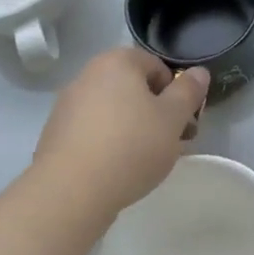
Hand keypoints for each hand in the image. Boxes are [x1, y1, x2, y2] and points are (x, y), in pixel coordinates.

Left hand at [31, 48, 208, 215]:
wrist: (71, 192)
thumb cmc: (131, 147)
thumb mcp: (173, 118)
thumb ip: (189, 91)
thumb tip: (198, 72)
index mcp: (117, 62)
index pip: (157, 66)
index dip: (176, 94)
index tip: (183, 124)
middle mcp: (88, 75)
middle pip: (133, 88)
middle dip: (154, 112)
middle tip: (169, 143)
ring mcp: (67, 105)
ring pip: (113, 110)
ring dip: (132, 128)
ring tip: (143, 161)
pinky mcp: (54, 134)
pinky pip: (92, 131)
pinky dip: (107, 143)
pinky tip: (115, 169)